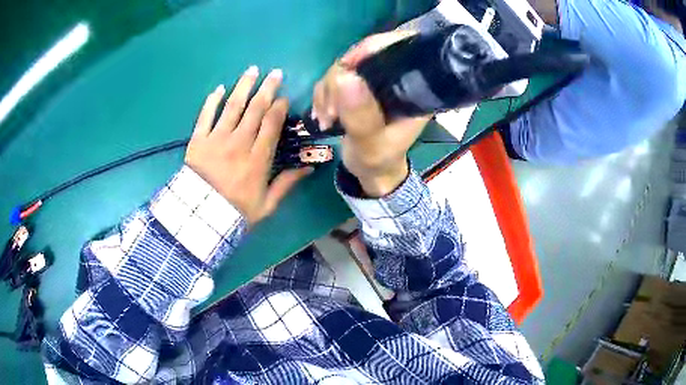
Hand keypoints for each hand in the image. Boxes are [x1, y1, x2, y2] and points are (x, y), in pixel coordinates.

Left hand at [185, 67, 311, 225]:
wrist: (201, 219)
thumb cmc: (235, 212)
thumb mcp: (266, 205)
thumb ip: (286, 184)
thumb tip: (309, 168)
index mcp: (258, 158)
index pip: (271, 124)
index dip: (279, 107)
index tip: (284, 97)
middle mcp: (239, 143)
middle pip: (255, 109)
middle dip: (267, 88)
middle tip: (275, 73)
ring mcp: (216, 139)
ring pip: (233, 106)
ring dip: (243, 86)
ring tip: (252, 70)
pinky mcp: (197, 140)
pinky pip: (205, 116)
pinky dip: (212, 101)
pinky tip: (220, 88)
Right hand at [312, 31, 429, 196]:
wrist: (371, 170)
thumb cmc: (379, 160)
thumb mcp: (372, 144)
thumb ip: (361, 115)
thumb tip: (345, 76)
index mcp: (413, 88)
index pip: (400, 48)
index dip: (374, 47)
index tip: (348, 66)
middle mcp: (395, 78)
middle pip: (366, 53)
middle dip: (341, 77)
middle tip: (331, 110)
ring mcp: (374, 80)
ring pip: (345, 65)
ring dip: (328, 90)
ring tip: (327, 119)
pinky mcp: (357, 85)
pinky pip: (333, 77)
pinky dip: (323, 94)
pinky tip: (323, 115)